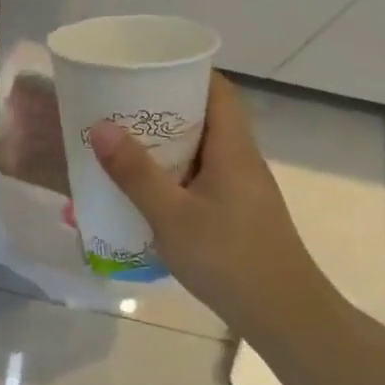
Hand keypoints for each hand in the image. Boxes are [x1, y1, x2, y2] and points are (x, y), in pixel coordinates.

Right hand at [88, 75, 326, 322]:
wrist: (285, 316)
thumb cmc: (229, 259)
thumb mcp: (172, 215)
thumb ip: (135, 172)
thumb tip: (100, 127)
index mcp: (233, 149)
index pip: (217, 90)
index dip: (186, 71)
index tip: (146, 67)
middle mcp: (241, 161)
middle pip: (206, 117)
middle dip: (164, 107)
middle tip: (120, 105)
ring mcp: (242, 189)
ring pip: (202, 150)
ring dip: (166, 143)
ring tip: (123, 142)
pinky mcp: (237, 213)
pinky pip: (201, 177)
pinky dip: (173, 172)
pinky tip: (145, 190)